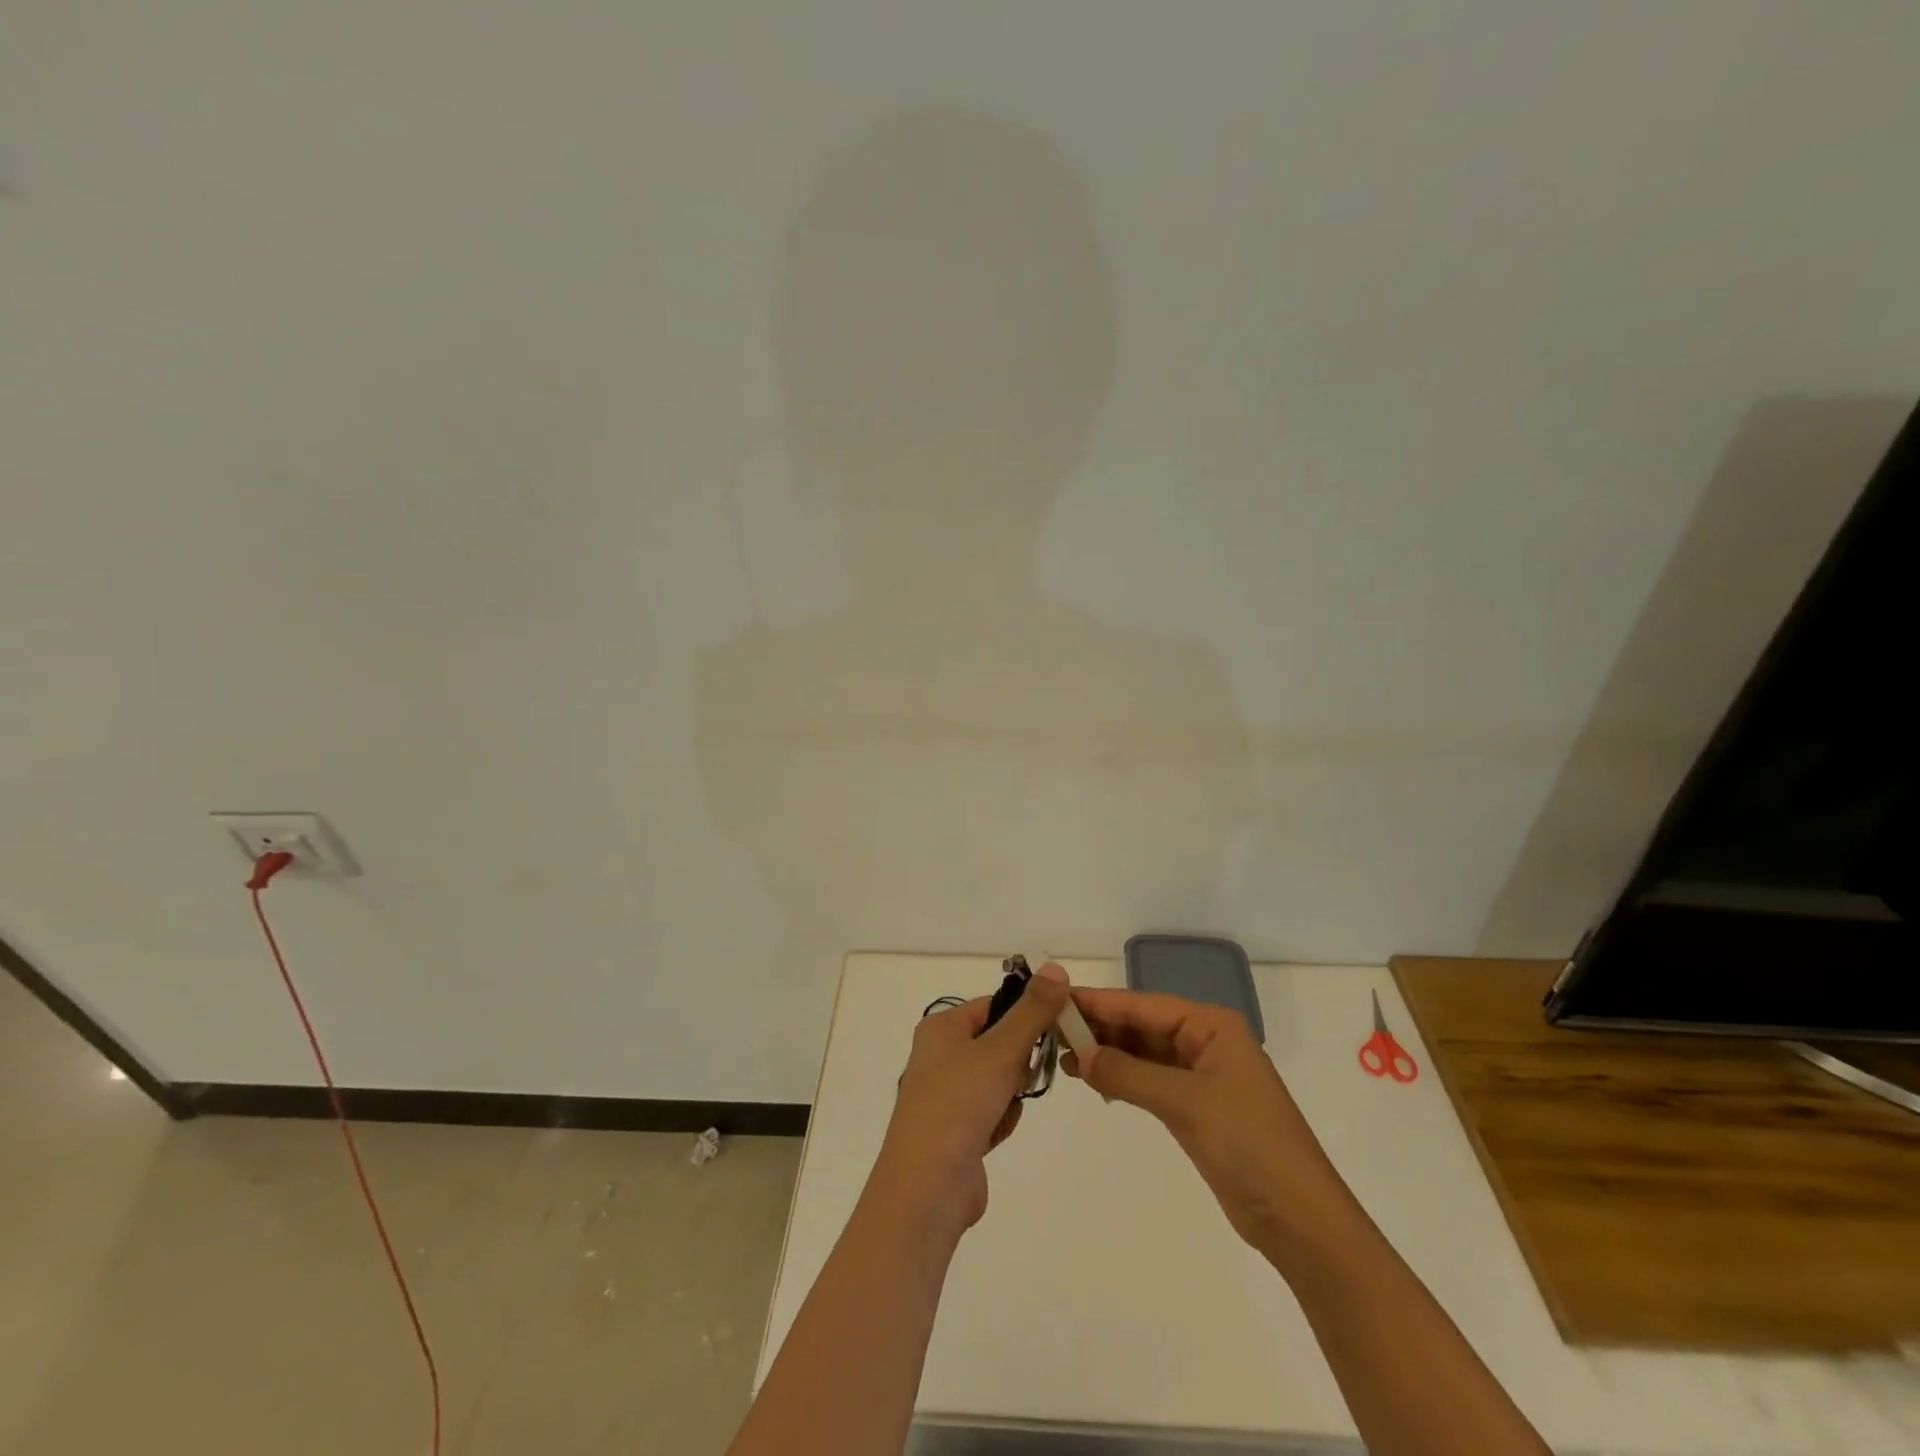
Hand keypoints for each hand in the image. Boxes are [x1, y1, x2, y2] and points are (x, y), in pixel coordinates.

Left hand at [873, 964, 1069, 1241]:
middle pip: (999, 1043)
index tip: (1054, 1031)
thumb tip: (1056, 967)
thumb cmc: (959, 1105)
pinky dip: (1000, 1120)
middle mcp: (939, 1055)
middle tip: (1020, 1077)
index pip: (994, 1006)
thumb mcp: (1000, 1050)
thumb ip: (1032, 1011)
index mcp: (942, 1028)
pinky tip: (994, 1135)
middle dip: (1018, 1063)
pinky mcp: (955, 1129)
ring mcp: (946, 1094)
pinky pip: (992, 1111)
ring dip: (1010, 1095)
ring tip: (1002, 1110)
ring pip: (999, 1079)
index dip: (1025, 1016)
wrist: (927, 1187)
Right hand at [1063, 988, 1345, 1249]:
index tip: (1057, 998)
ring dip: (1107, 1053)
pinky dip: (1122, 1078)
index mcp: (1211, 1025)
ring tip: (1062, 1055)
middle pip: (1142, 1025)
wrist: (1299, 1219)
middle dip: (1099, 1027)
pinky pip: (1149, 1080)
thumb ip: (1128, 1074)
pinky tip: (1092, 1079)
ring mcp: (1201, 1075)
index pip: (1144, 1005)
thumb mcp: (1185, 1102)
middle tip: (1050, 1029)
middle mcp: (1205, 1041)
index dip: (1099, 1002)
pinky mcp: (1195, 1107)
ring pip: (1143, 1052)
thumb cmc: (1248, 1144)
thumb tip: (1078, 1055)